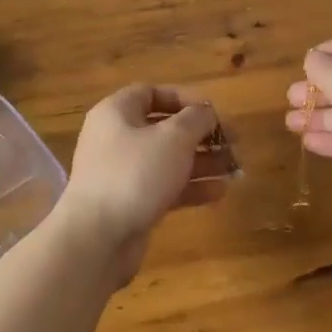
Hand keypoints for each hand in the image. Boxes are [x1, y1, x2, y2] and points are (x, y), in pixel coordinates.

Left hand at [60, 85, 230, 279]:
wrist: (97, 238)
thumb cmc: (135, 174)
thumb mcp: (174, 138)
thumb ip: (196, 119)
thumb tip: (206, 112)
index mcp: (117, 113)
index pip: (152, 93)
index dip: (185, 98)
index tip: (215, 112)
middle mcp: (116, 138)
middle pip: (164, 128)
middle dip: (201, 134)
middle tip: (234, 143)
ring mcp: (121, 173)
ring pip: (168, 160)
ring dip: (202, 162)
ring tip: (235, 168)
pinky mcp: (130, 203)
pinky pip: (164, 187)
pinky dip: (190, 187)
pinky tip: (220, 192)